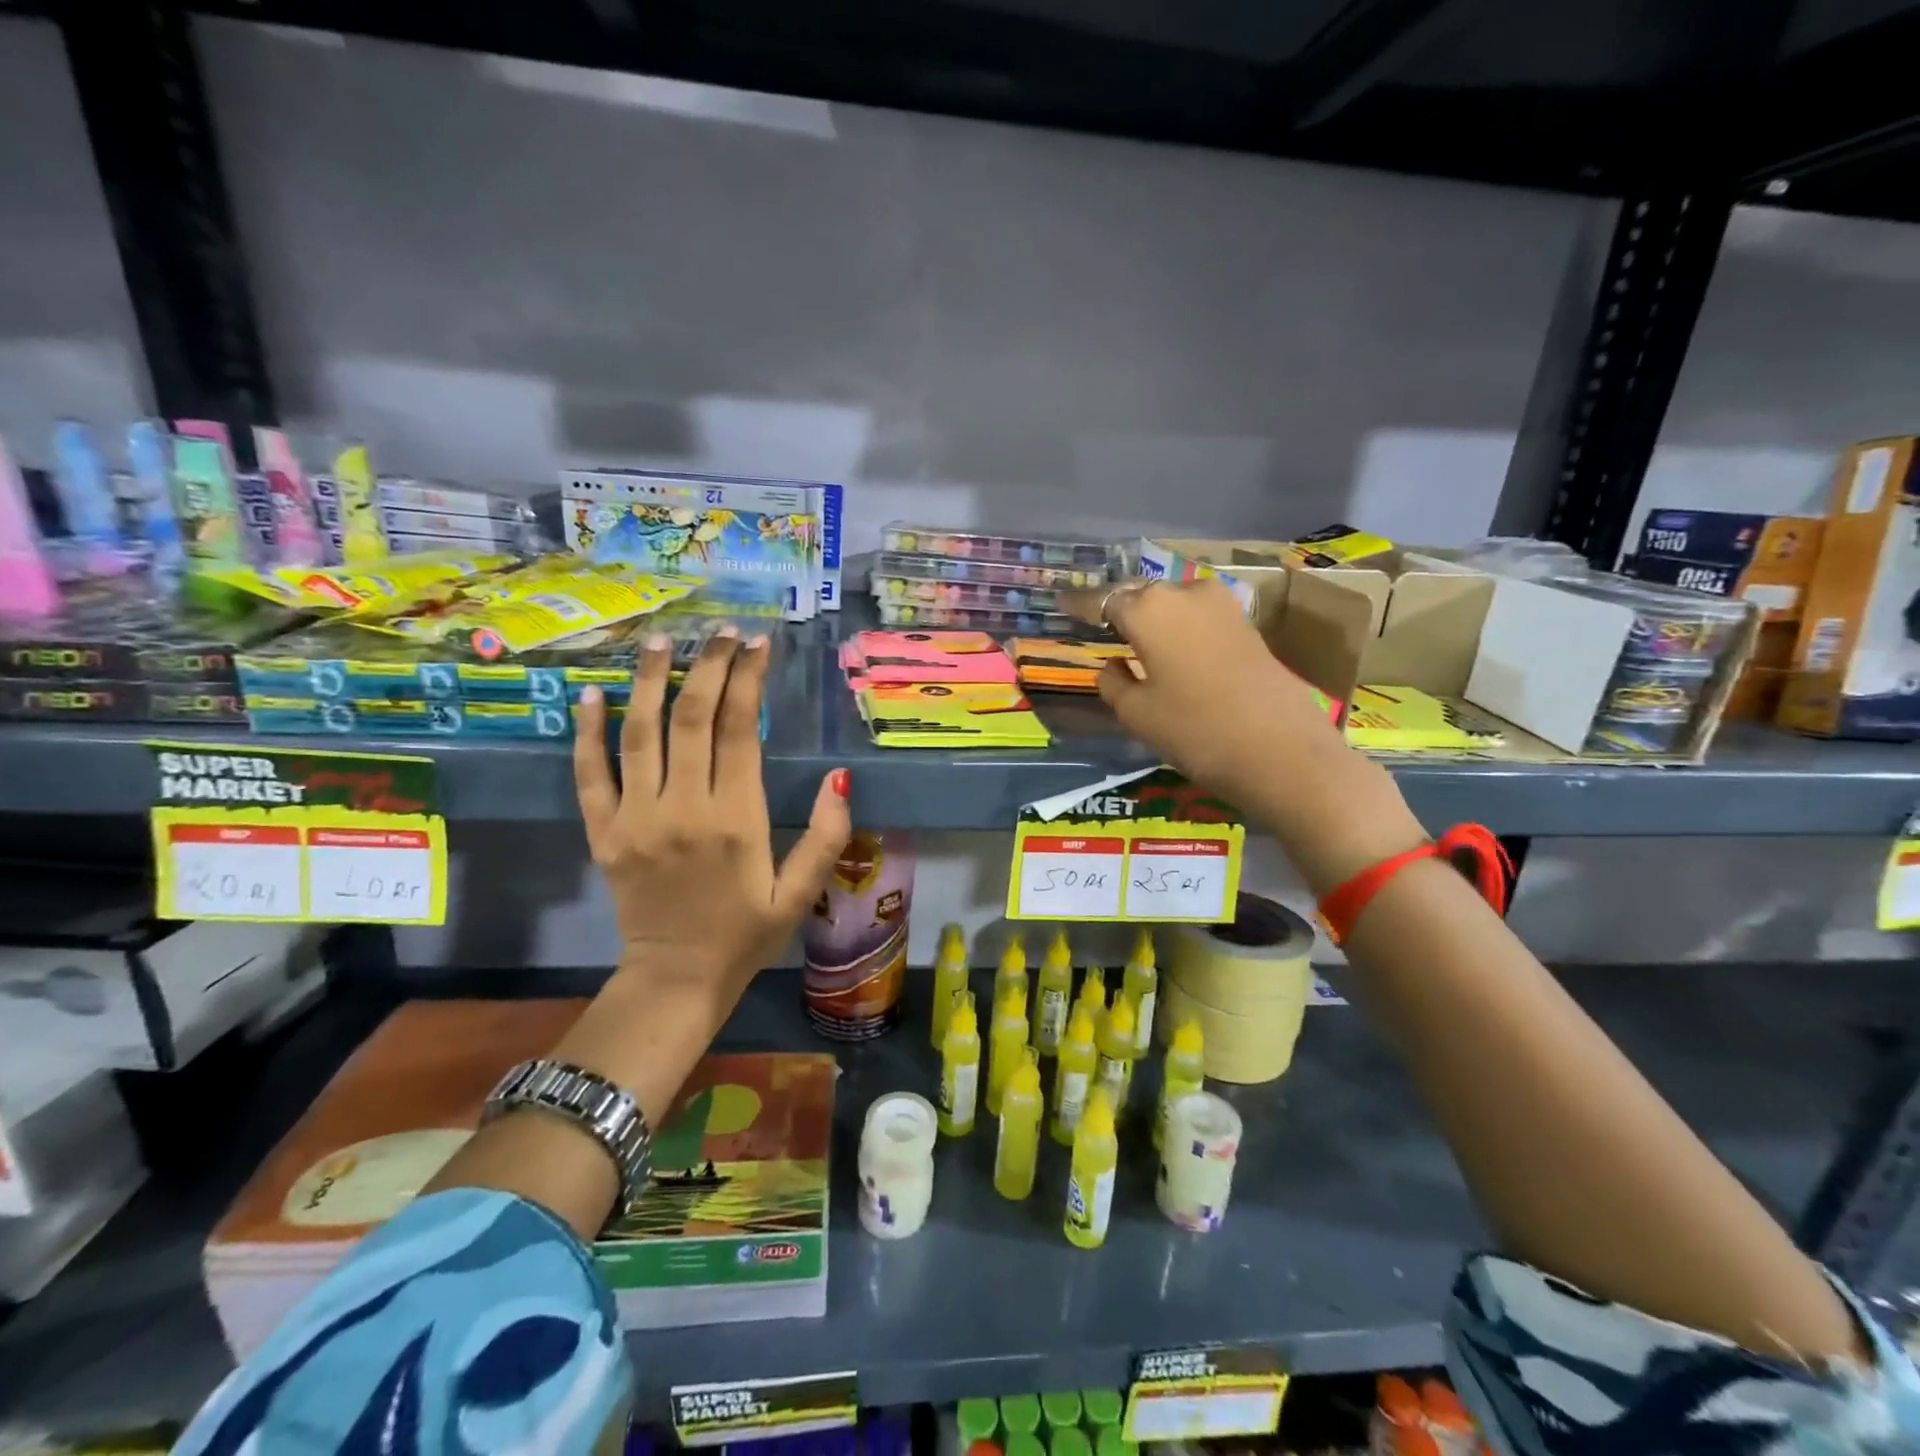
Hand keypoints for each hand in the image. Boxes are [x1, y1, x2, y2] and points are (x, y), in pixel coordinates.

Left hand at [573, 627, 850, 1005]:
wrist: (676, 979)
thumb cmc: (746, 935)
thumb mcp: (800, 893)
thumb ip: (826, 835)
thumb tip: (840, 777)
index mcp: (736, 819)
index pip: (739, 730)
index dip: (748, 679)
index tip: (757, 644)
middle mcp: (683, 807)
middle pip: (692, 718)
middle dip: (707, 666)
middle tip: (720, 632)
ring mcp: (636, 818)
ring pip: (640, 734)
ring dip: (649, 682)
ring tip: (660, 642)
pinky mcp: (603, 833)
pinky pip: (590, 775)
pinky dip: (587, 733)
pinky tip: (590, 695)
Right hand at [1064, 579, 1340, 801]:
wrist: (1284, 753)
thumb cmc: (1196, 731)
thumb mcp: (1137, 714)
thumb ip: (1113, 682)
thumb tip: (1112, 665)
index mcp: (1148, 609)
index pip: (1102, 601)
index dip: (1080, 607)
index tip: (1062, 607)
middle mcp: (1184, 593)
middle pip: (1140, 596)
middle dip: (1118, 609)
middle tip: (1097, 626)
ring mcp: (1221, 605)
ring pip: (1171, 604)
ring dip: (1150, 619)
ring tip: (1132, 640)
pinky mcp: (1246, 625)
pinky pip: (1196, 618)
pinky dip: (1177, 629)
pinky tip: (1169, 650)